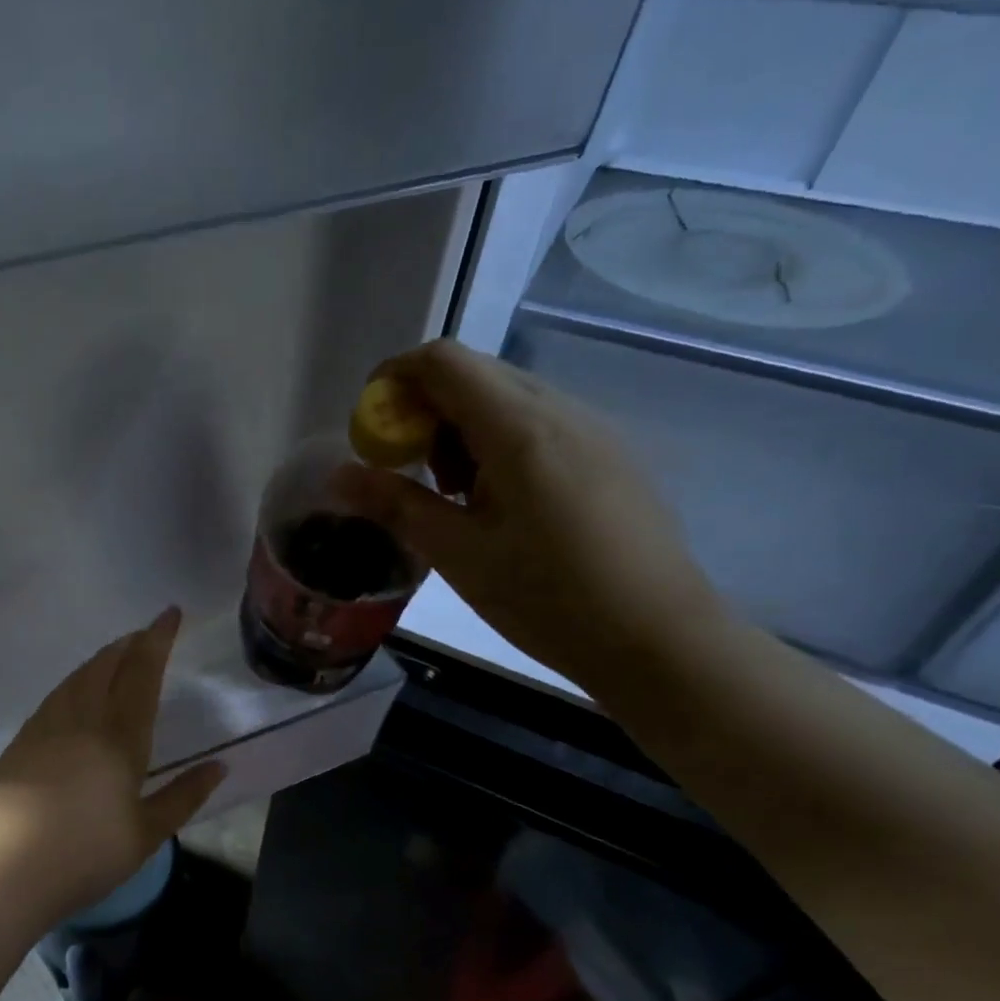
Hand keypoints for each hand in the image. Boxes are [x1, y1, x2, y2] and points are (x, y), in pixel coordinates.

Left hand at [0, 607, 227, 929]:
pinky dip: (77, 681)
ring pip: (78, 676)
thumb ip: (184, 796)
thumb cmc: (84, 856)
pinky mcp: (22, 740)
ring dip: (102, 659)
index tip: (170, 613)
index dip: (158, 639)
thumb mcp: (146, 835)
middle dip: (130, 644)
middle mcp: (82, 719)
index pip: (143, 673)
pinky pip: (57, 695)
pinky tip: (78, 693)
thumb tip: (220, 766)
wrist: (3, 871)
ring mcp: (46, 726)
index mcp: (120, 737)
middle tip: (147, 635)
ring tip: (117, 656)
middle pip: (107, 665)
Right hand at [338, 340, 729, 696]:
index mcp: (520, 429)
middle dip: (424, 411)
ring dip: (460, 429)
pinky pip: (539, 422)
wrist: (659, 639)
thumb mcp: (458, 555)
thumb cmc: (549, 599)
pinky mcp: (610, 452)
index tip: (371, 430)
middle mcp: (561, 410)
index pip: (443, 361)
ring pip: (507, 398)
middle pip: (474, 374)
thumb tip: (340, 474)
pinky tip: (500, 504)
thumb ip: (396, 505)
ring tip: (454, 497)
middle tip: (407, 473)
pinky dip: (497, 442)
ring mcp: (593, 428)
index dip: (394, 380)